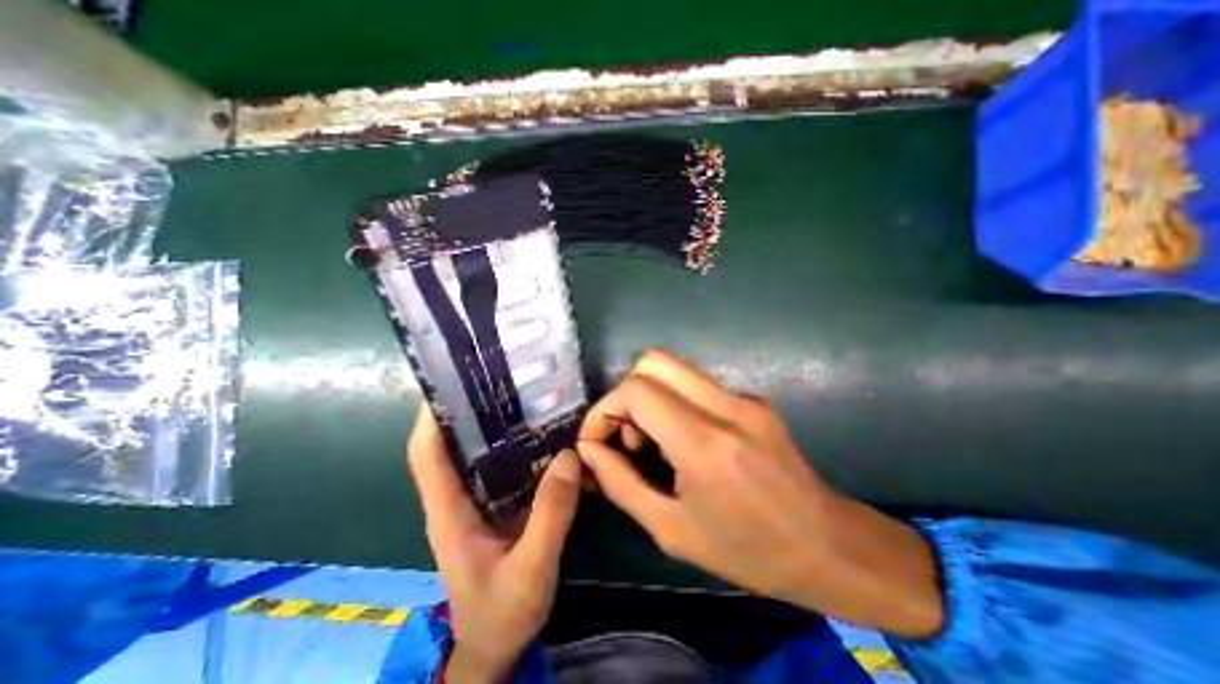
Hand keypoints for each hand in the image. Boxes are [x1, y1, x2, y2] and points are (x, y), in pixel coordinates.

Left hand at [407, 408, 583, 681]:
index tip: (447, 381)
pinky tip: (541, 433)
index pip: (426, 455)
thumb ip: (551, 515)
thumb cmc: (503, 611)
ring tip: (522, 395)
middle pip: (452, 444)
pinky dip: (516, 445)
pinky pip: (502, 466)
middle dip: (468, 408)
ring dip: (493, 423)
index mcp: (449, 512)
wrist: (497, 643)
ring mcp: (477, 501)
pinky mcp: (496, 504)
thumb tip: (569, 456)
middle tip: (498, 377)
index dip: (430, 417)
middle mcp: (457, 498)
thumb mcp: (531, 569)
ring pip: (478, 452)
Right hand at [579, 352, 940, 641]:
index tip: (596, 439)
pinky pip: (696, 384)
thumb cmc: (748, 550)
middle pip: (654, 361)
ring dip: (648, 395)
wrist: (828, 545)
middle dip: (625, 392)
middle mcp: (726, 407)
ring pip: (675, 368)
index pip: (638, 391)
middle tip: (625, 434)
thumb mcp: (672, 530)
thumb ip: (621, 484)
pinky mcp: (753, 399)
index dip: (605, 409)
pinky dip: (673, 401)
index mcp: (705, 444)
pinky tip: (680, 439)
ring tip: (649, 440)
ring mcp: (744, 398)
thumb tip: (589, 450)